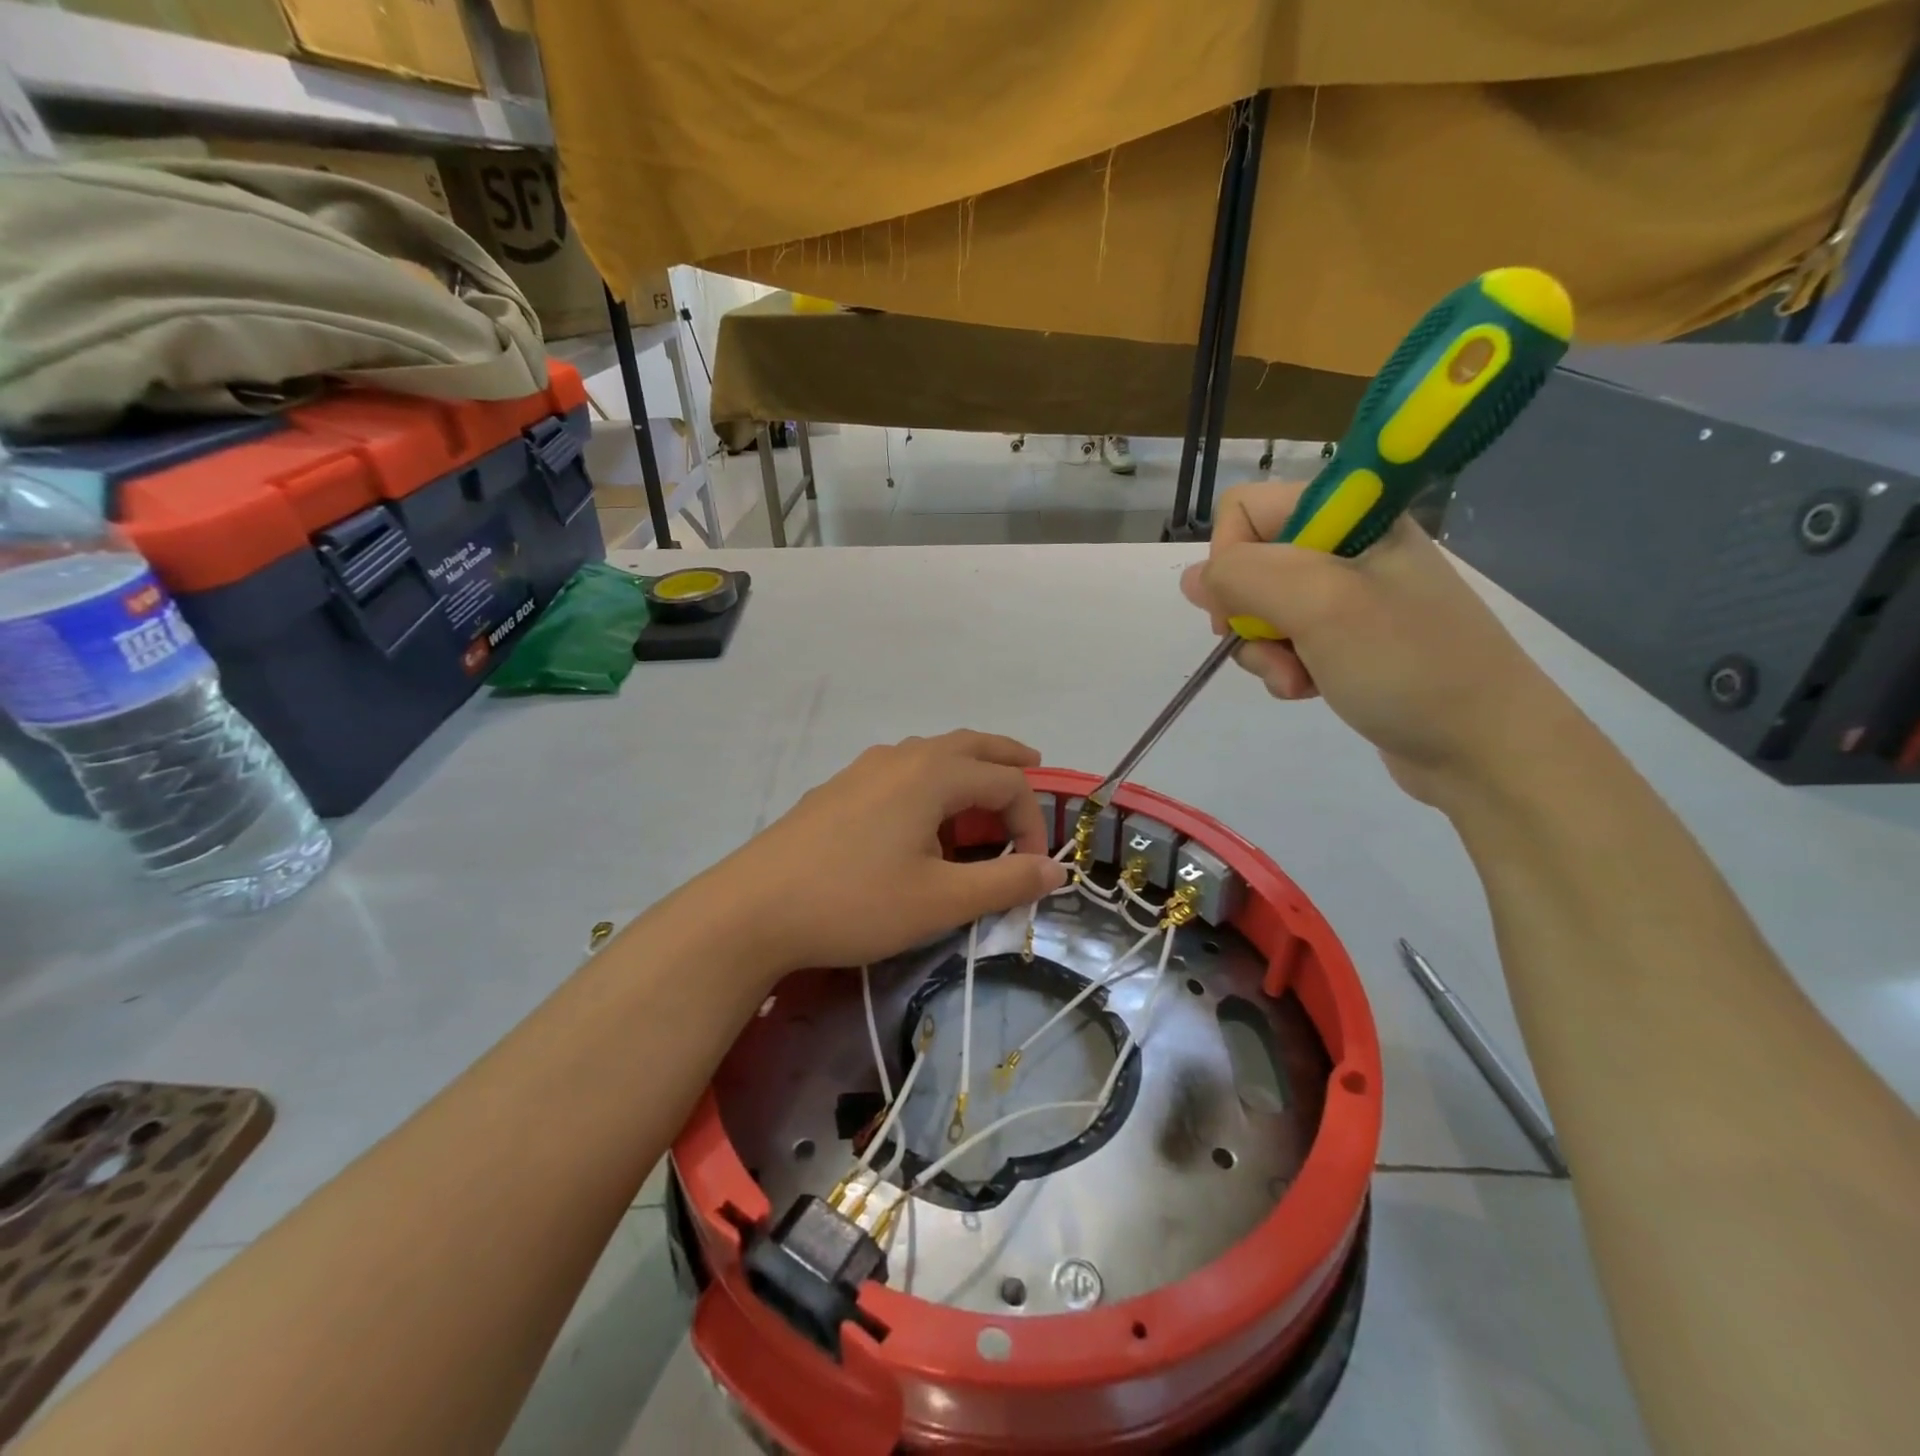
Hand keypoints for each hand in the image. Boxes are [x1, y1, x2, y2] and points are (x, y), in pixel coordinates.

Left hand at [693, 731, 1068, 977]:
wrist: (753, 909)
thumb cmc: (855, 902)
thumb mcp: (940, 901)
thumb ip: (1005, 883)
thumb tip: (1056, 871)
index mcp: (932, 775)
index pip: (1006, 784)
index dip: (1030, 822)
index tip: (1030, 869)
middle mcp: (901, 758)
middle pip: (969, 745)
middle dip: (1006, 758)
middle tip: (1034, 766)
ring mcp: (863, 770)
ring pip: (931, 754)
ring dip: (966, 767)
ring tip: (981, 794)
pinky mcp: (838, 790)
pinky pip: (900, 771)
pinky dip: (930, 781)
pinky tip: (920, 817)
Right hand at [1181, 481, 1578, 806]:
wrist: (1484, 745)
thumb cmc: (1406, 663)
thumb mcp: (1319, 605)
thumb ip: (1244, 576)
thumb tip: (1195, 579)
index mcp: (1354, 515)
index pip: (1247, 509)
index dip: (1230, 558)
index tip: (1242, 608)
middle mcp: (1348, 547)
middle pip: (1250, 564)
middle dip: (1248, 615)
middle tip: (1278, 649)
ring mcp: (1349, 597)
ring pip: (1261, 610)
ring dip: (1264, 652)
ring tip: (1299, 680)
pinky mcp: (1348, 641)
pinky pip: (1286, 643)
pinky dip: (1284, 669)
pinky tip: (1310, 690)